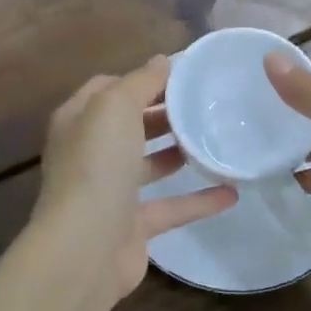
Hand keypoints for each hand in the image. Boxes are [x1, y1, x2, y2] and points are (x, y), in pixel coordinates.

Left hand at [30, 55, 237, 303]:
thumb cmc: (97, 165)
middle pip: (130, 124)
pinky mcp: (132, 226)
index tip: (181, 74)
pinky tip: (232, 192)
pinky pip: (170, 207)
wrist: (85, 248)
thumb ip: (141, 81)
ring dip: (178, 152)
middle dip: (162, 113)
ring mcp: (110, 192)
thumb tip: (161, 61)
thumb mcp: (115, 107)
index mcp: (79, 120)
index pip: (108, 88)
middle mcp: (90, 153)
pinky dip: (199, 200)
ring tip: (215, 138)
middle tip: (204, 104)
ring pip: (148, 164)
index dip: (141, 78)